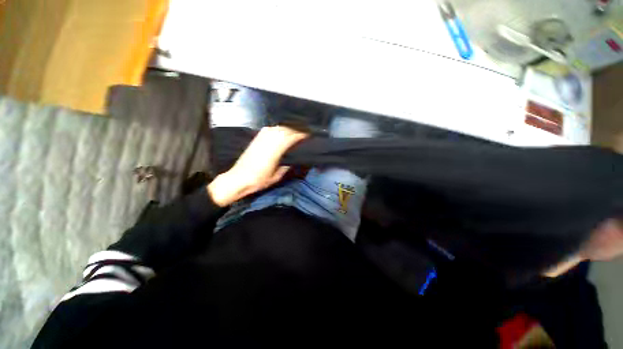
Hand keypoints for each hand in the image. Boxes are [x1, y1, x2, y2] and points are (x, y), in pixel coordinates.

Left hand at [208, 126, 307, 206]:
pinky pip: (272, 129)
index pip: (292, 136)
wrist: (238, 178)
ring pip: (280, 127)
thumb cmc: (260, 179)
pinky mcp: (257, 137)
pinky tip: (284, 131)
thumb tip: (295, 158)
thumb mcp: (278, 175)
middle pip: (287, 129)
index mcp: (276, 148)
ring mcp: (262, 136)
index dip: (302, 134)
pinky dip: (280, 128)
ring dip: (290, 127)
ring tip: (298, 130)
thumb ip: (288, 164)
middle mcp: (269, 139)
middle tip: (307, 131)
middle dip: (298, 129)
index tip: (311, 134)